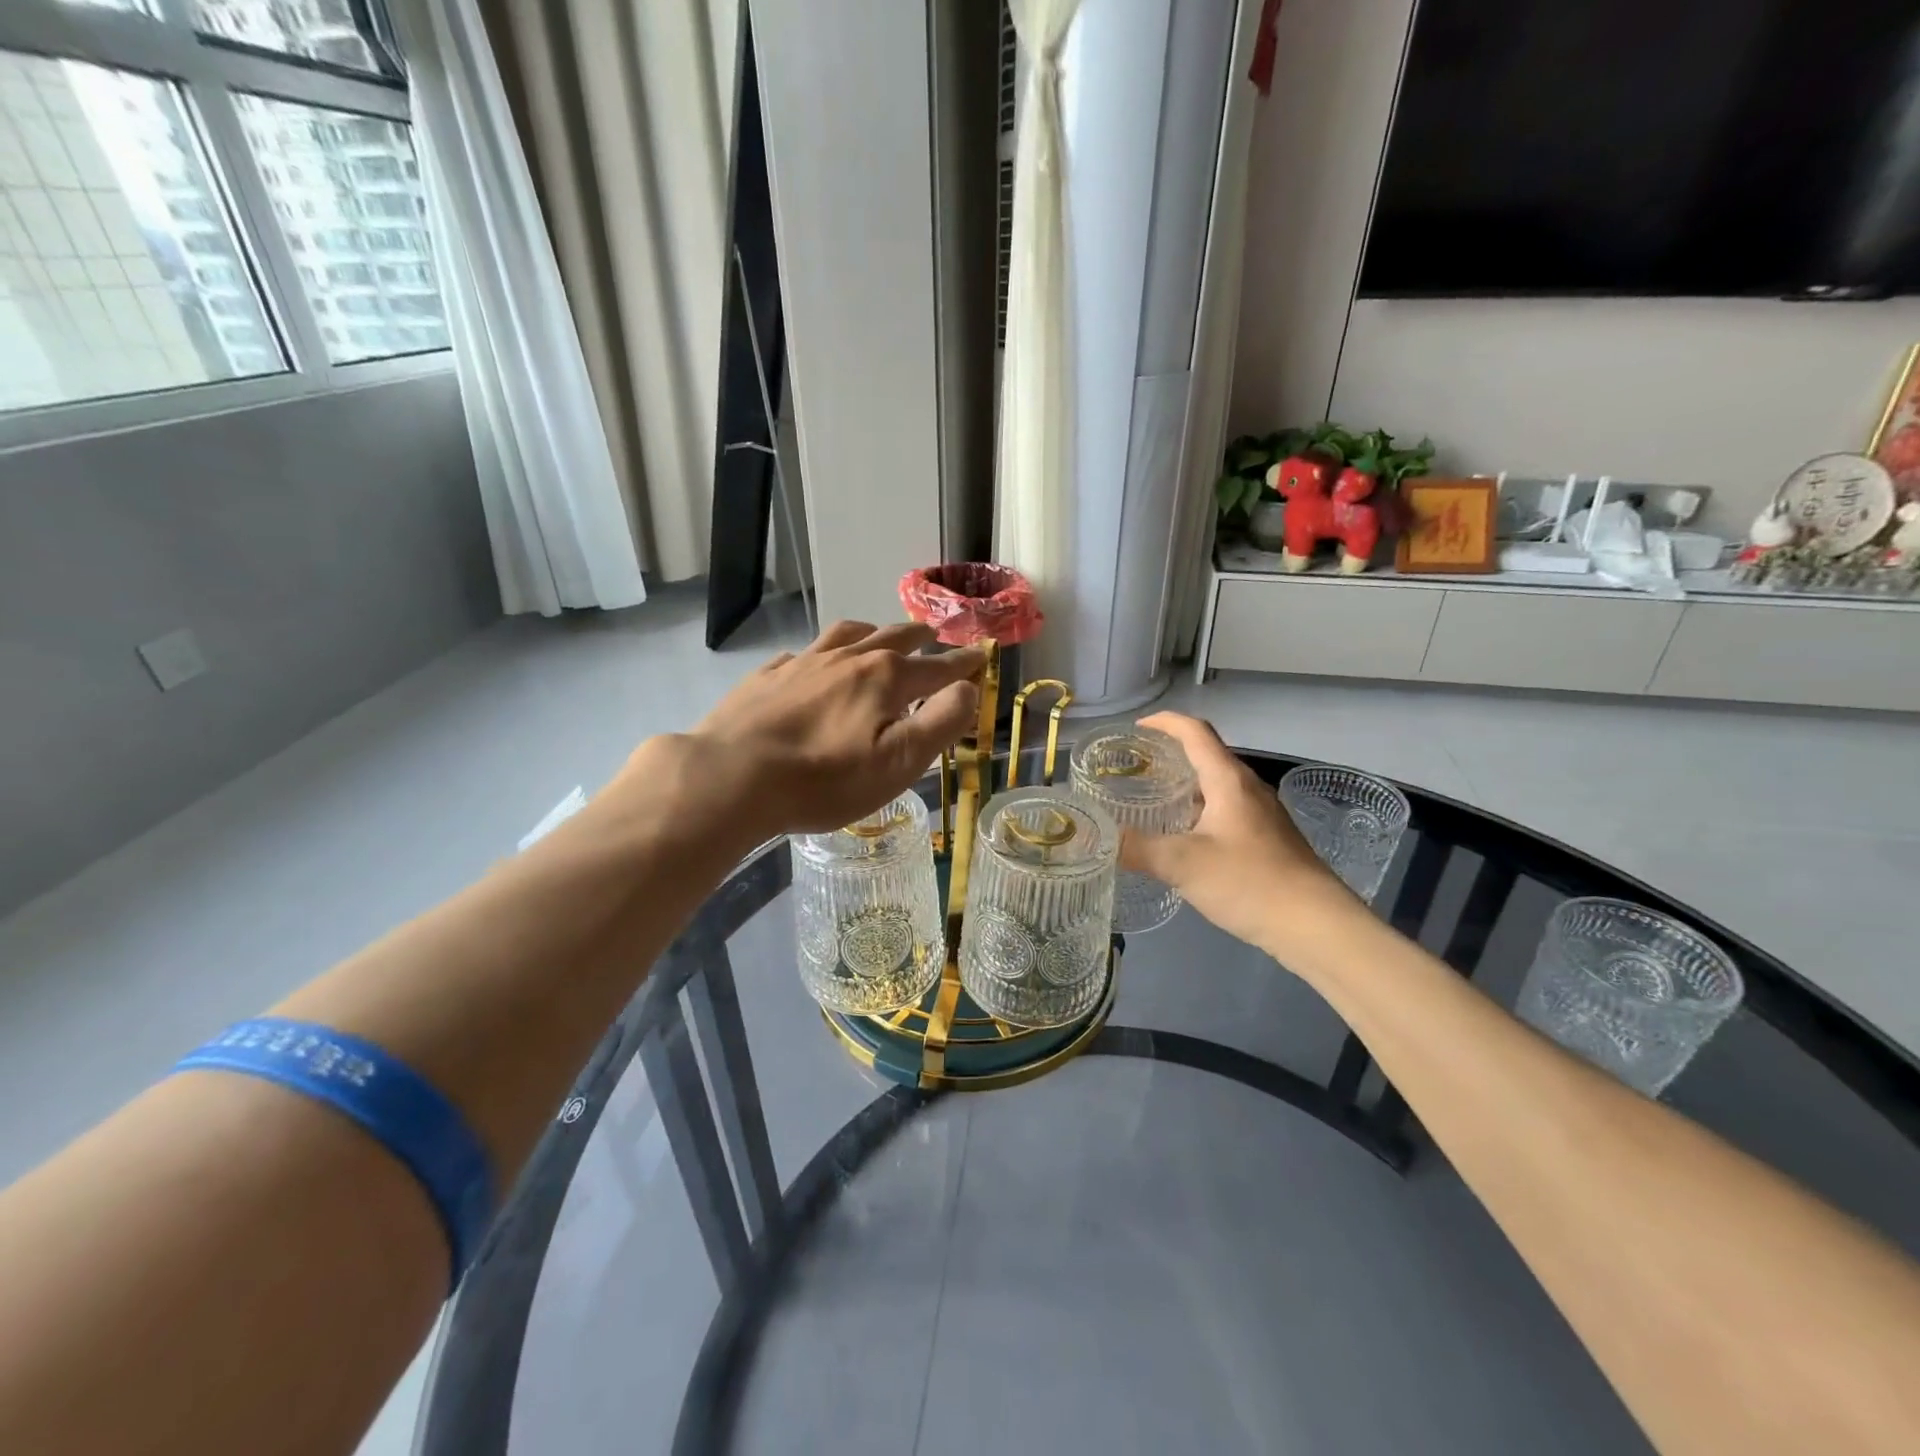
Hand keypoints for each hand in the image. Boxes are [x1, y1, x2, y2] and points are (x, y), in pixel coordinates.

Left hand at [632, 621, 982, 844]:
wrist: (732, 776)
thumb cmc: (824, 779)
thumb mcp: (898, 762)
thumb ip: (940, 722)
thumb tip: (968, 688)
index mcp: (885, 678)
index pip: (936, 667)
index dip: (962, 663)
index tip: (979, 655)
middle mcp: (848, 659)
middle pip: (893, 638)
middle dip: (920, 637)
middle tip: (933, 634)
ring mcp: (805, 663)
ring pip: (847, 635)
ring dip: (873, 632)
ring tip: (879, 634)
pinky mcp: (769, 676)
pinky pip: (805, 653)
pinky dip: (823, 653)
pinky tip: (816, 663)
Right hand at [1121, 712, 1354, 951]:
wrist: (1315, 925)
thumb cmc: (1249, 882)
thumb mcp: (1183, 864)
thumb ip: (1137, 848)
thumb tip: (1100, 838)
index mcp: (1229, 781)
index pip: (1195, 732)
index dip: (1165, 722)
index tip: (1137, 727)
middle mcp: (1248, 789)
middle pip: (1207, 756)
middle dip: (1170, 755)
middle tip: (1135, 769)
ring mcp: (1262, 815)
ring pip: (1217, 786)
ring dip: (1185, 786)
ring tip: (1152, 802)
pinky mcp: (1268, 840)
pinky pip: (1227, 811)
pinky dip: (1200, 812)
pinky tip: (1184, 839)